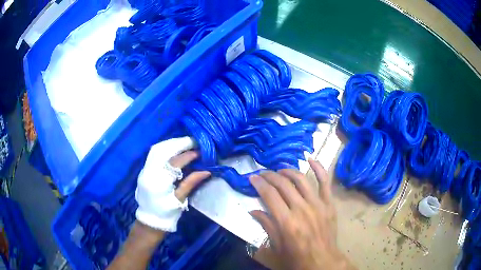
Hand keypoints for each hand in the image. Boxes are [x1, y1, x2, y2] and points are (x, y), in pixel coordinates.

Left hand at [135, 137, 210, 231]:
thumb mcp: (180, 200)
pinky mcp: (144, 170)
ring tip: (185, 143)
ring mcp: (145, 170)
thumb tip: (206, 170)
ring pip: (157, 149)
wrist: (150, 220)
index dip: (189, 155)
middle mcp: (149, 172)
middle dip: (179, 144)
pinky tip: (174, 149)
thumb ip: (191, 183)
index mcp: (159, 182)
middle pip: (163, 150)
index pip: (175, 162)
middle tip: (193, 142)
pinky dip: (165, 148)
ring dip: (171, 144)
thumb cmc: (167, 213)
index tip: (201, 152)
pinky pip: (153, 154)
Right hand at [250, 159, 354, 269]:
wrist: (322, 263)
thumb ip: (266, 226)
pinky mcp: (329, 204)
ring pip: (301, 179)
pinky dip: (318, 168)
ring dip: (288, 171)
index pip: (269, 195)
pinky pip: (325, 181)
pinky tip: (310, 159)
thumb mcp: (275, 248)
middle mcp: (301, 209)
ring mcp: (318, 204)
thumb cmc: (296, 259)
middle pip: (283, 184)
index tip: (252, 177)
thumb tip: (253, 210)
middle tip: (262, 173)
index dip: (259, 183)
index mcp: (286, 222)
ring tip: (279, 171)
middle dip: (269, 175)